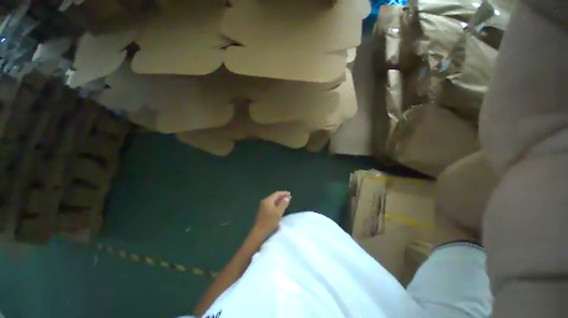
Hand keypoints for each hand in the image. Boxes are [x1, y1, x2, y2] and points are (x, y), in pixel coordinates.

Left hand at [252, 191, 290, 239]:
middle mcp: (264, 202)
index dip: (284, 193)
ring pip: (273, 201)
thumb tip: (286, 198)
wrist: (259, 232)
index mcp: (268, 200)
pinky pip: (271, 205)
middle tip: (289, 197)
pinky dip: (276, 205)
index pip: (277, 193)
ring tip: (286, 202)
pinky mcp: (263, 212)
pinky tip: (280, 208)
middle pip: (274, 196)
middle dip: (282, 196)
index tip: (290, 194)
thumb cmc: (269, 221)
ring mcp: (263, 207)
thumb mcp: (278, 212)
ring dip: (279, 201)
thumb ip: (283, 204)